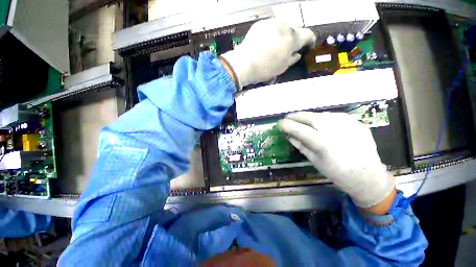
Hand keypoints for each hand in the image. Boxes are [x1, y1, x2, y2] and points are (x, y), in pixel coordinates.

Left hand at [221, 19, 315, 88]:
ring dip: (282, 35)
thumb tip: (296, 54)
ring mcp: (271, 23)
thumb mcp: (282, 67)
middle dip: (293, 39)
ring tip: (275, 47)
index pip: (308, 34)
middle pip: (295, 30)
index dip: (310, 41)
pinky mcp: (260, 24)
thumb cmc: (265, 68)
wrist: (244, 64)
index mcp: (293, 37)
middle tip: (287, 50)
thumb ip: (292, 58)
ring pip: (282, 27)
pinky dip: (271, 34)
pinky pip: (270, 27)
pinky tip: (265, 43)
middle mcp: (285, 26)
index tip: (307, 47)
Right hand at [278, 112, 394, 208]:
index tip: (279, 124)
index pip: (298, 129)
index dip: (286, 125)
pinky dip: (322, 118)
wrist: (369, 176)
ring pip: (320, 114)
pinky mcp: (355, 121)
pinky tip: (320, 123)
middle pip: (309, 116)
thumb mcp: (314, 160)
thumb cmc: (337, 173)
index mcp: (322, 143)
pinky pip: (333, 116)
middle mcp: (334, 129)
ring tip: (302, 120)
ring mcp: (347, 123)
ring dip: (308, 116)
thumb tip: (288, 134)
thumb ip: (300, 144)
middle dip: (295, 116)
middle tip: (288, 118)